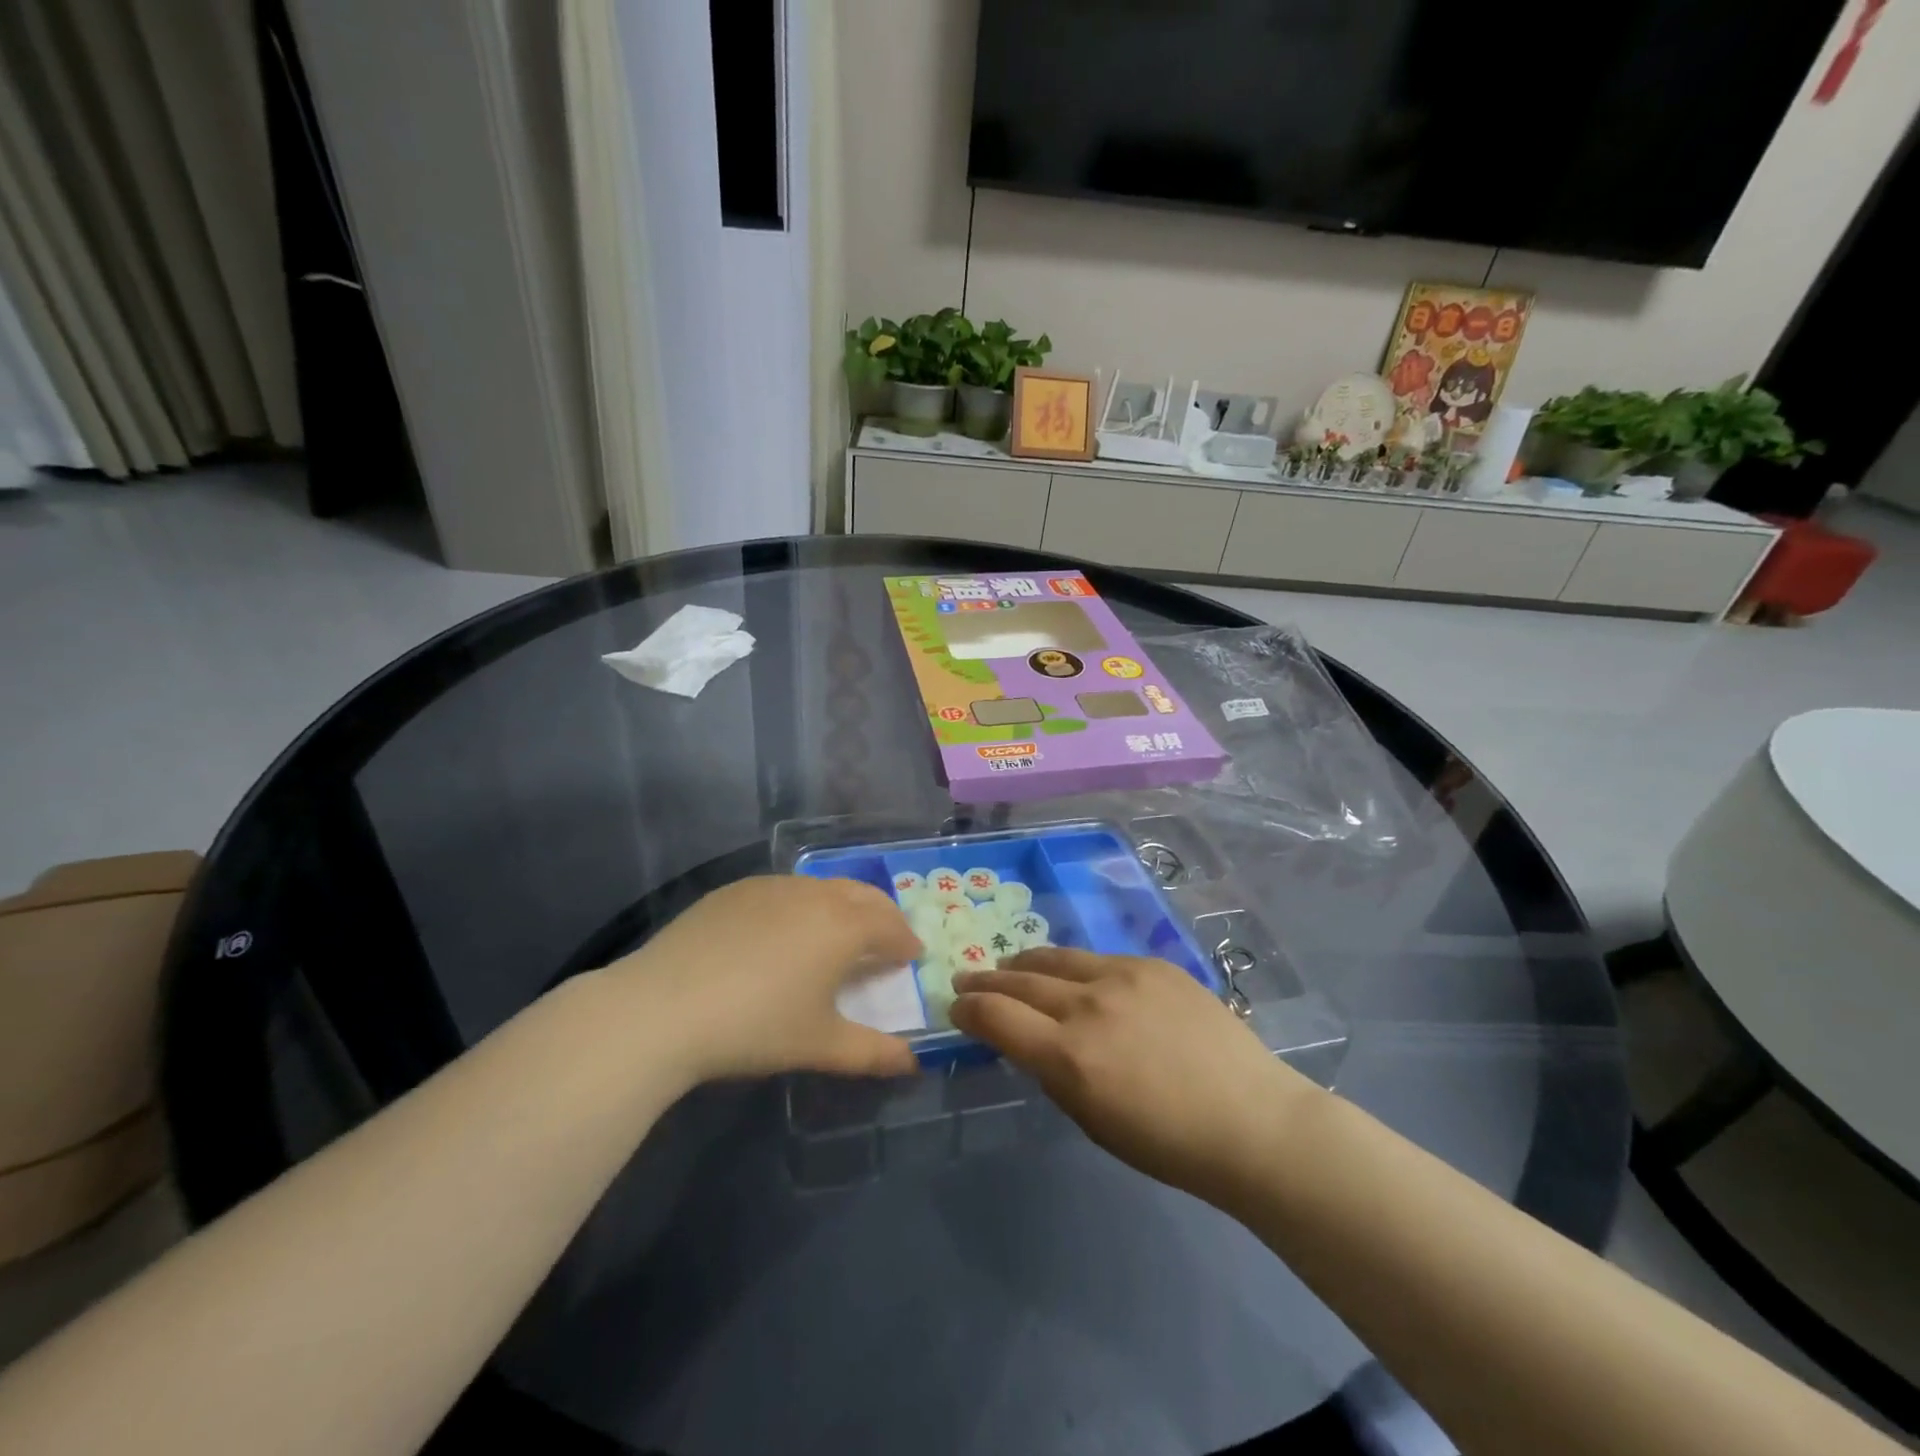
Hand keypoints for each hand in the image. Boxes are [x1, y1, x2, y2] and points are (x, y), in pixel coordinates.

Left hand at [610, 876, 921, 1083]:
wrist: (662, 1007)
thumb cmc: (755, 1027)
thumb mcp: (820, 1046)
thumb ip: (873, 1053)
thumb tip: (912, 1063)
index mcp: (844, 926)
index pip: (891, 926)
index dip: (906, 942)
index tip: (911, 957)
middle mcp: (814, 895)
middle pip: (863, 895)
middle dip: (882, 915)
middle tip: (886, 940)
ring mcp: (772, 886)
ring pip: (823, 887)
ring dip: (843, 906)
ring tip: (837, 934)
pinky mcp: (735, 890)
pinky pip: (784, 890)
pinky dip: (801, 905)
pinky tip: (782, 933)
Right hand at [951, 948, 1316, 1206]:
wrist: (1253, 1120)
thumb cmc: (1170, 1143)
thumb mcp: (1094, 1122)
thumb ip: (1054, 1075)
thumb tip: (1032, 1043)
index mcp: (1068, 1056)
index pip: (995, 1016)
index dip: (968, 1010)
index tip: (956, 1009)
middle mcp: (1087, 1005)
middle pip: (1018, 980)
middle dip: (986, 981)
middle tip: (967, 979)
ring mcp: (1122, 976)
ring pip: (1056, 959)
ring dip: (1024, 964)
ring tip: (1009, 966)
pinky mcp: (1152, 964)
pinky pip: (1099, 959)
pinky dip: (1074, 967)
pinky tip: (1072, 974)